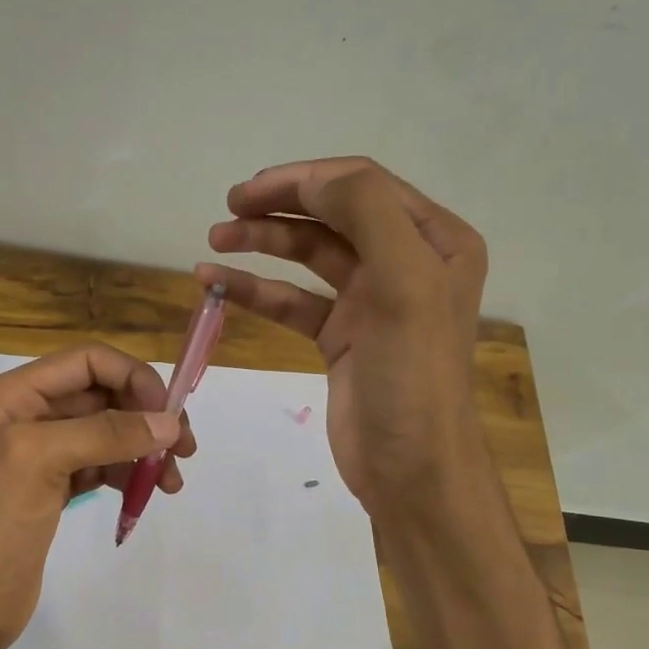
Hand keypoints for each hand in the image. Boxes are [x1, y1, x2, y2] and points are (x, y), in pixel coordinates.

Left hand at [0, 343, 195, 648]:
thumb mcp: (43, 461)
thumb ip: (107, 433)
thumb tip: (169, 423)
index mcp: (13, 395)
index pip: (87, 362)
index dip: (133, 378)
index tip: (168, 414)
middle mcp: (26, 415)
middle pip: (102, 395)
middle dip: (145, 417)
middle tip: (184, 448)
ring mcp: (41, 452)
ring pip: (107, 432)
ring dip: (144, 449)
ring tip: (172, 481)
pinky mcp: (54, 486)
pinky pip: (102, 464)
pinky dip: (128, 473)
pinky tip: (148, 492)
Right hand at [198, 157, 487, 520]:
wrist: (410, 468)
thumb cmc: (413, 376)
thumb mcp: (404, 285)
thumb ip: (367, 215)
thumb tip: (313, 183)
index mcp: (435, 240)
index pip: (363, 186)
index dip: (304, 180)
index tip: (249, 191)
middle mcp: (405, 261)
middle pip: (332, 215)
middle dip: (278, 207)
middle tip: (226, 208)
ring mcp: (371, 300)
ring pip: (309, 256)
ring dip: (261, 243)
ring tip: (213, 240)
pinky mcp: (340, 336)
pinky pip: (293, 301)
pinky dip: (257, 290)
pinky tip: (216, 283)